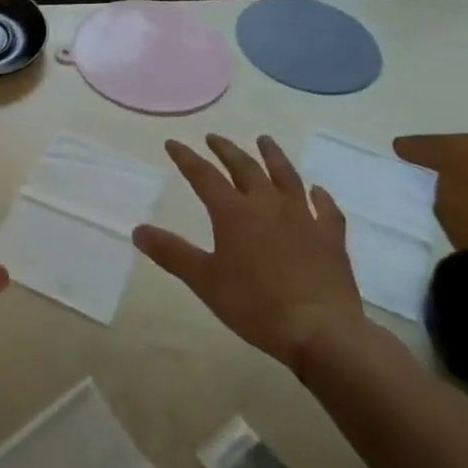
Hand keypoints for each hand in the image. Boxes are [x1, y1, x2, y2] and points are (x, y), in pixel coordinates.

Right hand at [134, 134, 364, 372]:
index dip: (186, 158)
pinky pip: (326, 209)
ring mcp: (303, 218)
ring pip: (286, 177)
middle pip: (244, 167)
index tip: (173, 143)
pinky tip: (317, 191)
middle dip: (226, 150)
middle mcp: (267, 204)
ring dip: (273, 156)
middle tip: (214, 137)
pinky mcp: (330, 237)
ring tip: (264, 141)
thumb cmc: (255, 305)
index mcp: (233, 212)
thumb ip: (172, 253)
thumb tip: (137, 230)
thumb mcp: (204, 281)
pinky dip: (320, 196)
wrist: (321, 330)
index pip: (204, 175)